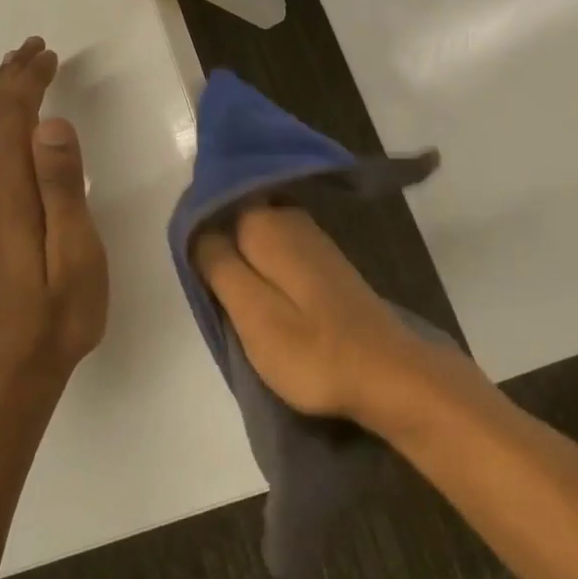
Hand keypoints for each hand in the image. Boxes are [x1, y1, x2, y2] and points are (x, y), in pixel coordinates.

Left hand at [0, 37, 108, 385]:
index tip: (48, 55)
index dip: (27, 83)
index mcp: (6, 195)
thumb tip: (51, 124)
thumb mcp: (74, 253)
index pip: (11, 121)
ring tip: (16, 78)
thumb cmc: (53, 316)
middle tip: (32, 50)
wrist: (2, 375)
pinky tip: (0, 136)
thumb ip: (62, 188)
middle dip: (8, 82)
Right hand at [194, 206, 445, 424]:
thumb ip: (219, 266)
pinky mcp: (326, 265)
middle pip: (238, 218)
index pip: (216, 204)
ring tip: (230, 299)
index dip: (197, 230)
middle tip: (207, 288)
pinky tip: (263, 298)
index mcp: (268, 224)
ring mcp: (314, 240)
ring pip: (259, 237)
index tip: (188, 263)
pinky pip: (280, 253)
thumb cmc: (313, 350)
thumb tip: (197, 231)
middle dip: (219, 245)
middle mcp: (291, 218)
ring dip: (242, 260)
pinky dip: (265, 270)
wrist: (388, 374)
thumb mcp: (252, 314)